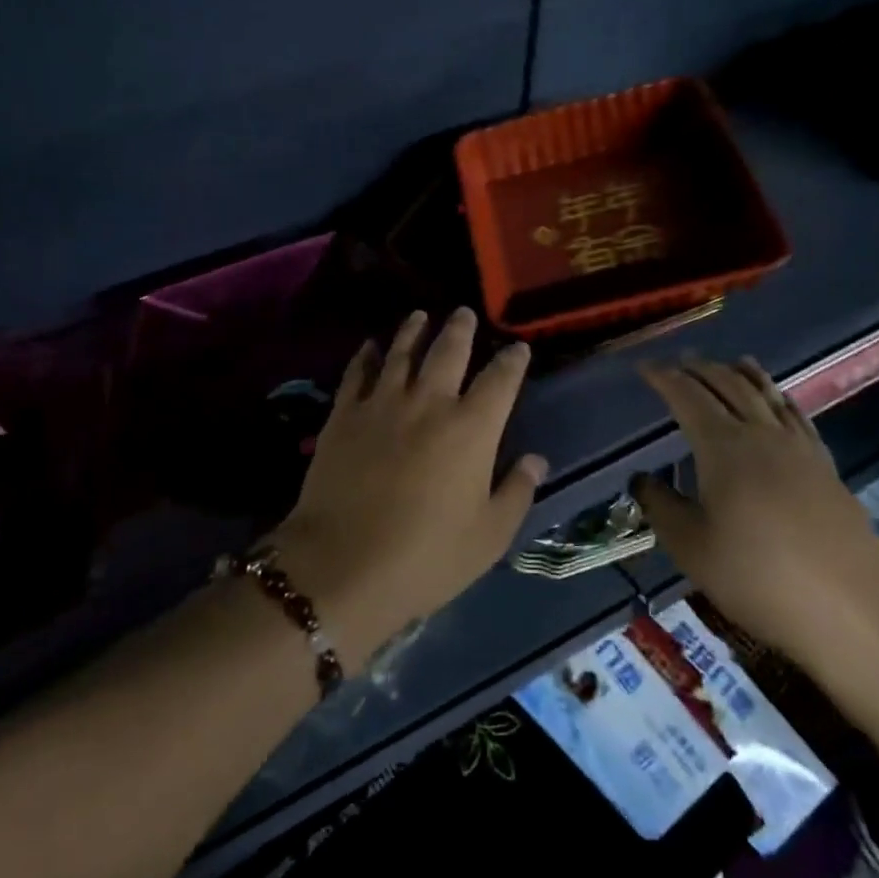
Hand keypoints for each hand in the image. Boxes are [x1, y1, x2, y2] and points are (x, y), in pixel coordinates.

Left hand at [269, 309, 546, 671]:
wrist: (342, 564)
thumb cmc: (427, 557)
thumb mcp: (488, 536)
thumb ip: (516, 491)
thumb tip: (536, 459)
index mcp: (472, 429)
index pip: (500, 381)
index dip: (512, 361)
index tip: (518, 347)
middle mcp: (429, 403)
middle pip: (448, 351)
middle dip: (460, 329)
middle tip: (464, 313)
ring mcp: (382, 403)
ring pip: (401, 352)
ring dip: (413, 330)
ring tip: (420, 316)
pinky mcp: (344, 414)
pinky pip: (358, 373)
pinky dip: (367, 355)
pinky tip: (371, 346)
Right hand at [633, 355, 878, 661]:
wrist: (852, 612)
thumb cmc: (758, 578)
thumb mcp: (691, 547)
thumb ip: (660, 506)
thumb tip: (642, 479)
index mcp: (723, 447)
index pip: (687, 397)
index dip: (664, 378)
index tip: (644, 368)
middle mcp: (761, 436)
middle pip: (728, 386)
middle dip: (700, 369)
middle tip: (678, 363)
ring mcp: (800, 450)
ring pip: (767, 395)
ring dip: (742, 375)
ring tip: (731, 362)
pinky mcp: (827, 469)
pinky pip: (797, 417)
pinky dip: (780, 399)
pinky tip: (780, 403)